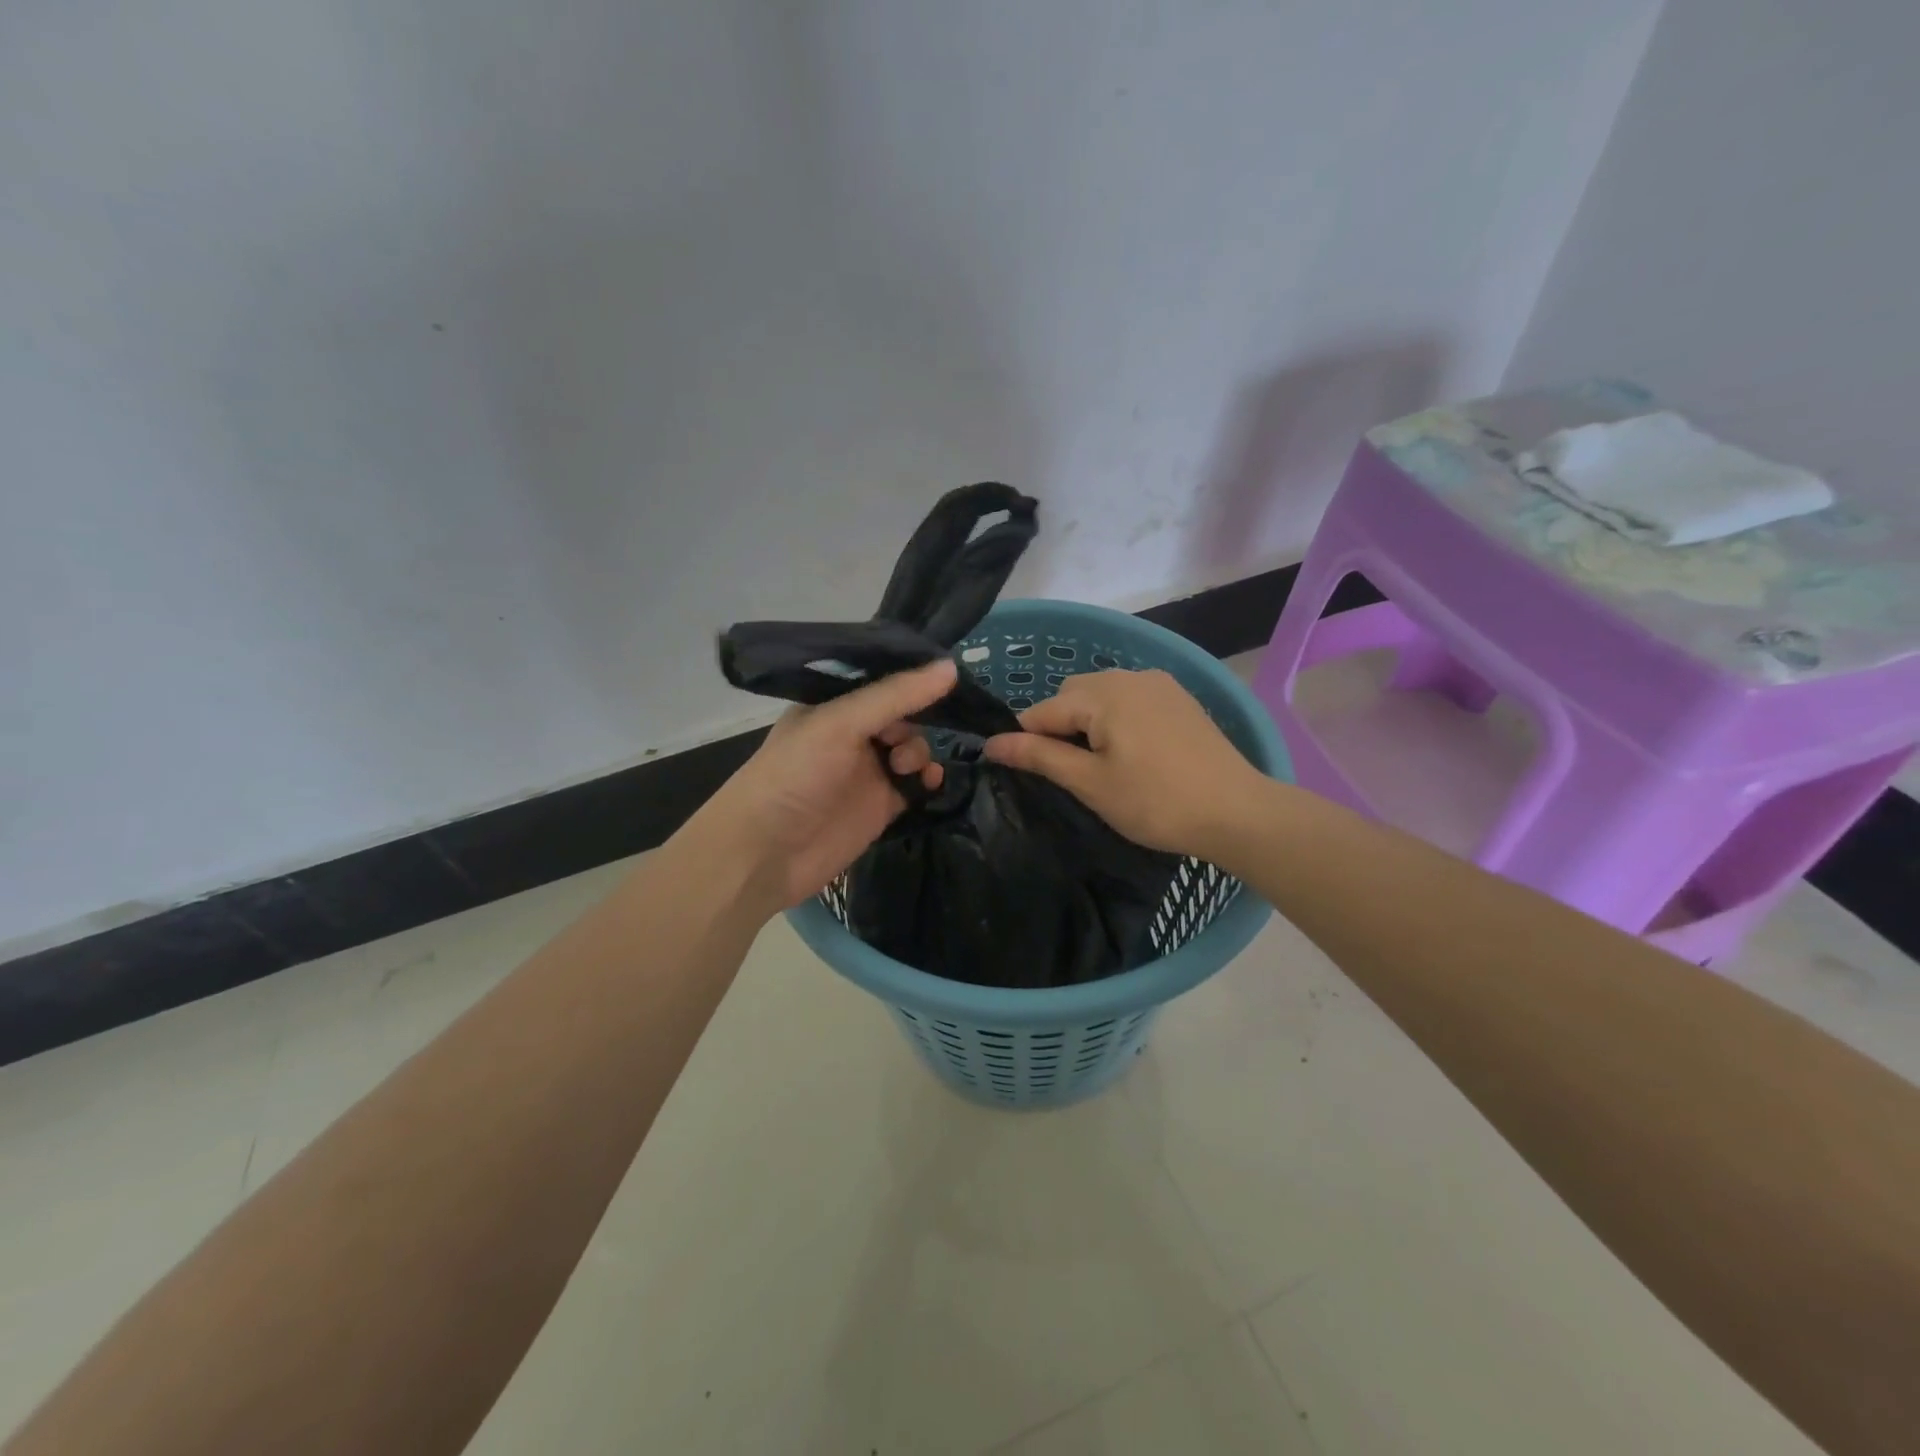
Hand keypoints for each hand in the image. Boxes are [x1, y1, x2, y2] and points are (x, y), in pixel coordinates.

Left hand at [688, 658, 956, 912]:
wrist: (765, 854)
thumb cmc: (795, 775)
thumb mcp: (841, 723)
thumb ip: (895, 696)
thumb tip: (952, 667)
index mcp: (833, 704)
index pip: (882, 680)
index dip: (912, 677)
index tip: (947, 673)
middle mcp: (852, 733)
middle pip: (903, 714)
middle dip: (918, 718)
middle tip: (903, 738)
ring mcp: (867, 770)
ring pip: (913, 748)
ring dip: (921, 752)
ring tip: (908, 767)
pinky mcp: (882, 805)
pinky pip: (916, 784)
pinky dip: (928, 780)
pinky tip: (931, 782)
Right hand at [982, 668, 1267, 857]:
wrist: (1237, 812)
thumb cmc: (1156, 802)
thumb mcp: (1091, 783)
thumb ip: (1039, 757)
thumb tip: (991, 744)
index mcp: (1103, 694)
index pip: (1042, 711)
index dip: (1024, 740)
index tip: (1022, 772)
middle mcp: (1128, 676)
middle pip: (1072, 696)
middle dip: (1059, 727)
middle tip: (1070, 773)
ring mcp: (1159, 683)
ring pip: (1101, 695)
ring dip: (1088, 722)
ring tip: (1099, 764)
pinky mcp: (1179, 697)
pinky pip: (1130, 699)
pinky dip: (1117, 719)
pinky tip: (1131, 752)